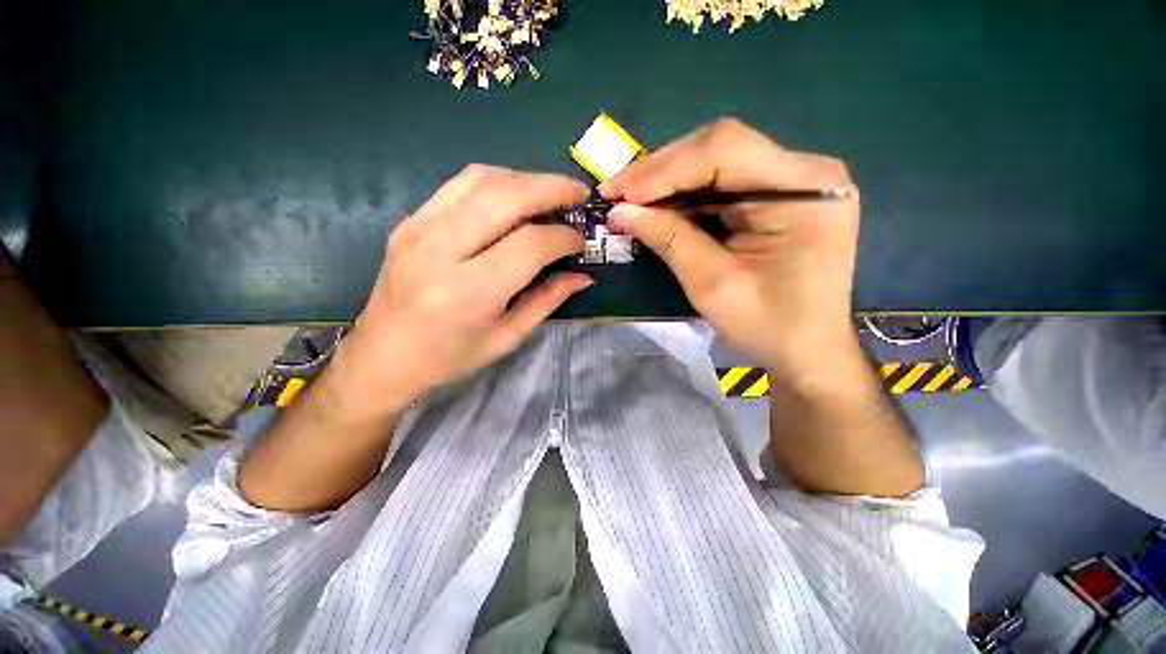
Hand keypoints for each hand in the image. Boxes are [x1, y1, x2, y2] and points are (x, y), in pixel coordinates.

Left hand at [337, 164, 591, 415]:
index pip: (529, 244)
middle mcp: (440, 250)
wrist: (383, 354)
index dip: (563, 237)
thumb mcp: (507, 337)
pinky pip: (460, 184)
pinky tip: (515, 196)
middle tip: (579, 194)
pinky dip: (497, 182)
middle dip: (552, 188)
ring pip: (482, 179)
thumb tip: (583, 275)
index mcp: (469, 292)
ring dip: (525, 179)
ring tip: (551, 192)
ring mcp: (419, 228)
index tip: (581, 241)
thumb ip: (547, 300)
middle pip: (506, 196)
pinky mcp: (410, 220)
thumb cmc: (450, 356)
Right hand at [602, 118, 859, 375]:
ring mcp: (791, 180)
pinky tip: (656, 205)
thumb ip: (669, 240)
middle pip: (719, 148)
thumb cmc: (768, 326)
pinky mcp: (775, 194)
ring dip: (666, 180)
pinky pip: (720, 181)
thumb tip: (620, 212)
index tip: (621, 194)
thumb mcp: (713, 286)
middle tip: (615, 193)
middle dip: (660, 171)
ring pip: (715, 160)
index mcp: (804, 190)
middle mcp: (804, 170)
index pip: (726, 150)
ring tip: (628, 199)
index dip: (666, 168)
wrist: (806, 348)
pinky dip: (682, 193)